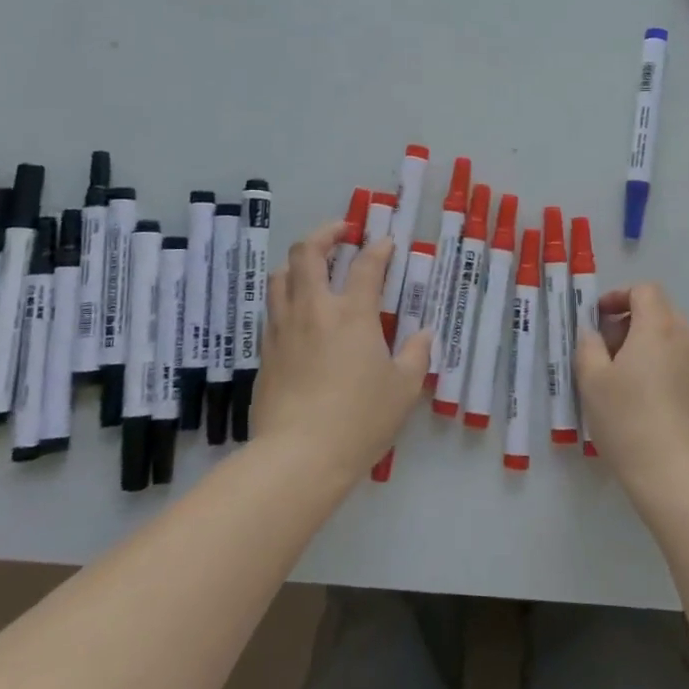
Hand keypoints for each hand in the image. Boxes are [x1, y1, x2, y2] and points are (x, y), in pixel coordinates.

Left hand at [250, 224, 428, 481]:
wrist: (298, 456)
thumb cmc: (359, 420)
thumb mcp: (403, 389)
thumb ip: (416, 355)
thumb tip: (423, 335)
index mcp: (352, 314)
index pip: (366, 265)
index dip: (378, 248)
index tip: (385, 243)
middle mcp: (313, 310)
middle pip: (307, 253)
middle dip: (325, 233)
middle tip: (341, 232)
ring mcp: (283, 328)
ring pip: (280, 276)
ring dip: (298, 262)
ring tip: (313, 268)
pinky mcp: (265, 352)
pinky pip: (272, 310)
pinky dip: (286, 297)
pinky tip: (298, 314)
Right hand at [573, 283, 688, 505]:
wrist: (680, 478)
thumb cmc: (628, 422)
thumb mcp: (592, 382)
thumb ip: (589, 346)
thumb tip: (594, 333)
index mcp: (659, 328)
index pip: (645, 290)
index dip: (619, 296)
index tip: (600, 319)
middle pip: (663, 314)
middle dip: (634, 324)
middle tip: (611, 354)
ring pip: (679, 345)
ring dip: (655, 351)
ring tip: (633, 386)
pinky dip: (673, 376)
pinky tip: (659, 410)